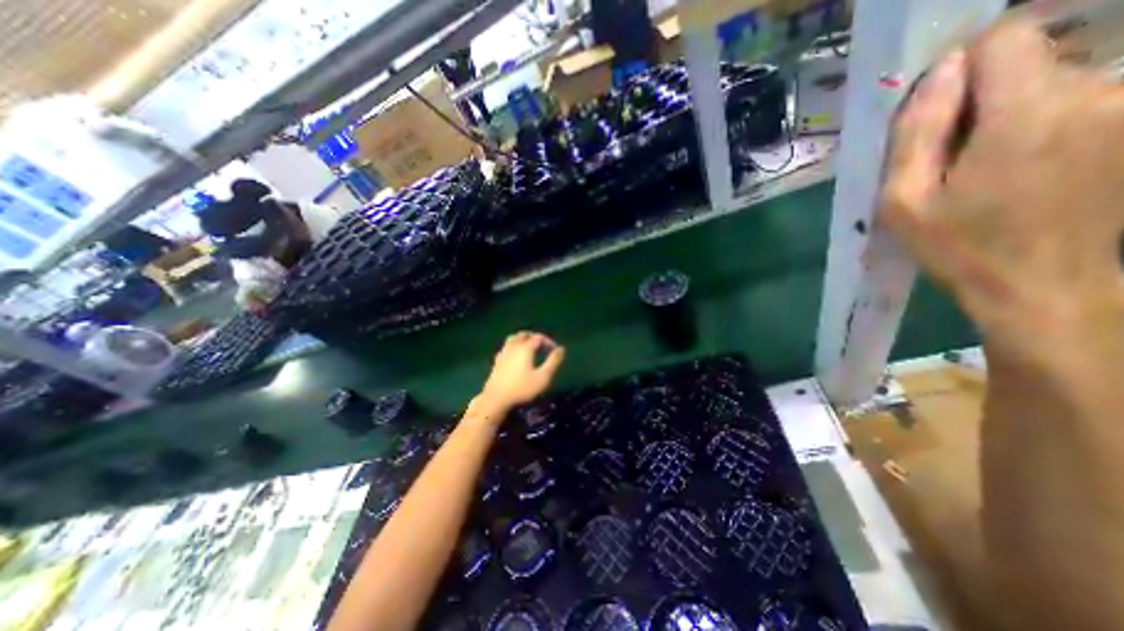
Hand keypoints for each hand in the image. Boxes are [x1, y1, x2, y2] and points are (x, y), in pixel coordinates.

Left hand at [470, 333, 561, 420]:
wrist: (496, 398)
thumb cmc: (522, 388)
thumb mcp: (543, 377)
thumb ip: (553, 362)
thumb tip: (561, 349)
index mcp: (525, 348)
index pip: (538, 337)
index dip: (548, 341)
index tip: (555, 350)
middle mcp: (514, 346)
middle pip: (524, 334)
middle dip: (535, 337)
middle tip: (543, 346)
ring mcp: (503, 352)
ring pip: (514, 338)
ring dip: (523, 339)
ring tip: (530, 348)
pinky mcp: (497, 360)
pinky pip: (507, 346)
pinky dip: (515, 346)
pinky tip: (517, 356)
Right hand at [883, 19, 1123, 373]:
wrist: (1042, 285)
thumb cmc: (957, 246)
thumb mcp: (903, 201)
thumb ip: (915, 134)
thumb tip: (939, 73)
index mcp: (1028, 113)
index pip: (1004, 38)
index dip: (961, 66)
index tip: (935, 108)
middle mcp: (1097, 92)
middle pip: (1026, 61)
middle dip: (978, 98)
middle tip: (947, 156)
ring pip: (1049, 81)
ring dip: (1005, 115)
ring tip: (979, 171)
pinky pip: (1074, 102)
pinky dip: (1035, 125)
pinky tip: (1013, 171)